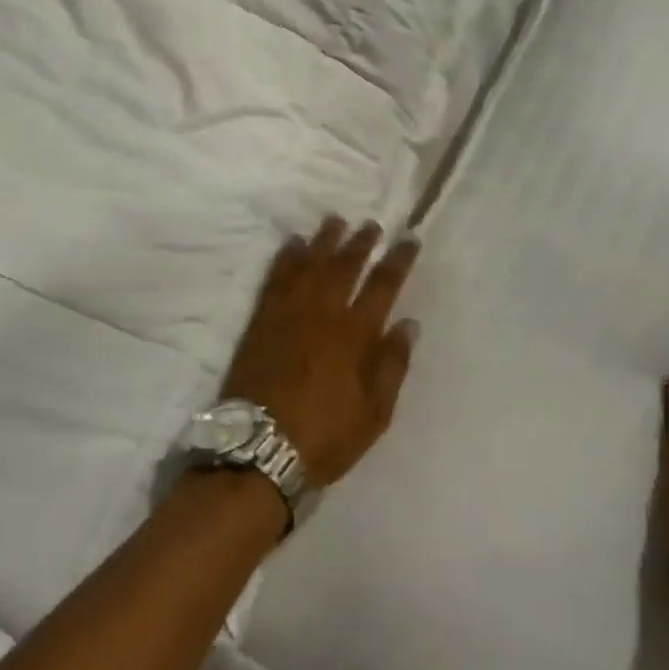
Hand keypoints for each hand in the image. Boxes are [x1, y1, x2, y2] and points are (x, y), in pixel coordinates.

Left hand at [221, 216, 420, 487]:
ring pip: (310, 263)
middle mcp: (323, 313)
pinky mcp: (262, 319)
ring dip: (324, 240)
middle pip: (345, 266)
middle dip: (360, 242)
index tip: (407, 240)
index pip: (382, 285)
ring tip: (335, 220)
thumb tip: (408, 323)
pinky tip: (293, 244)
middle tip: (371, 224)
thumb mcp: (374, 414)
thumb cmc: (325, 436)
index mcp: (355, 335)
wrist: (259, 448)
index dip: (397, 260)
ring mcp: (288, 312)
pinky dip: (286, 257)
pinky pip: (276, 277)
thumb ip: (392, 365)